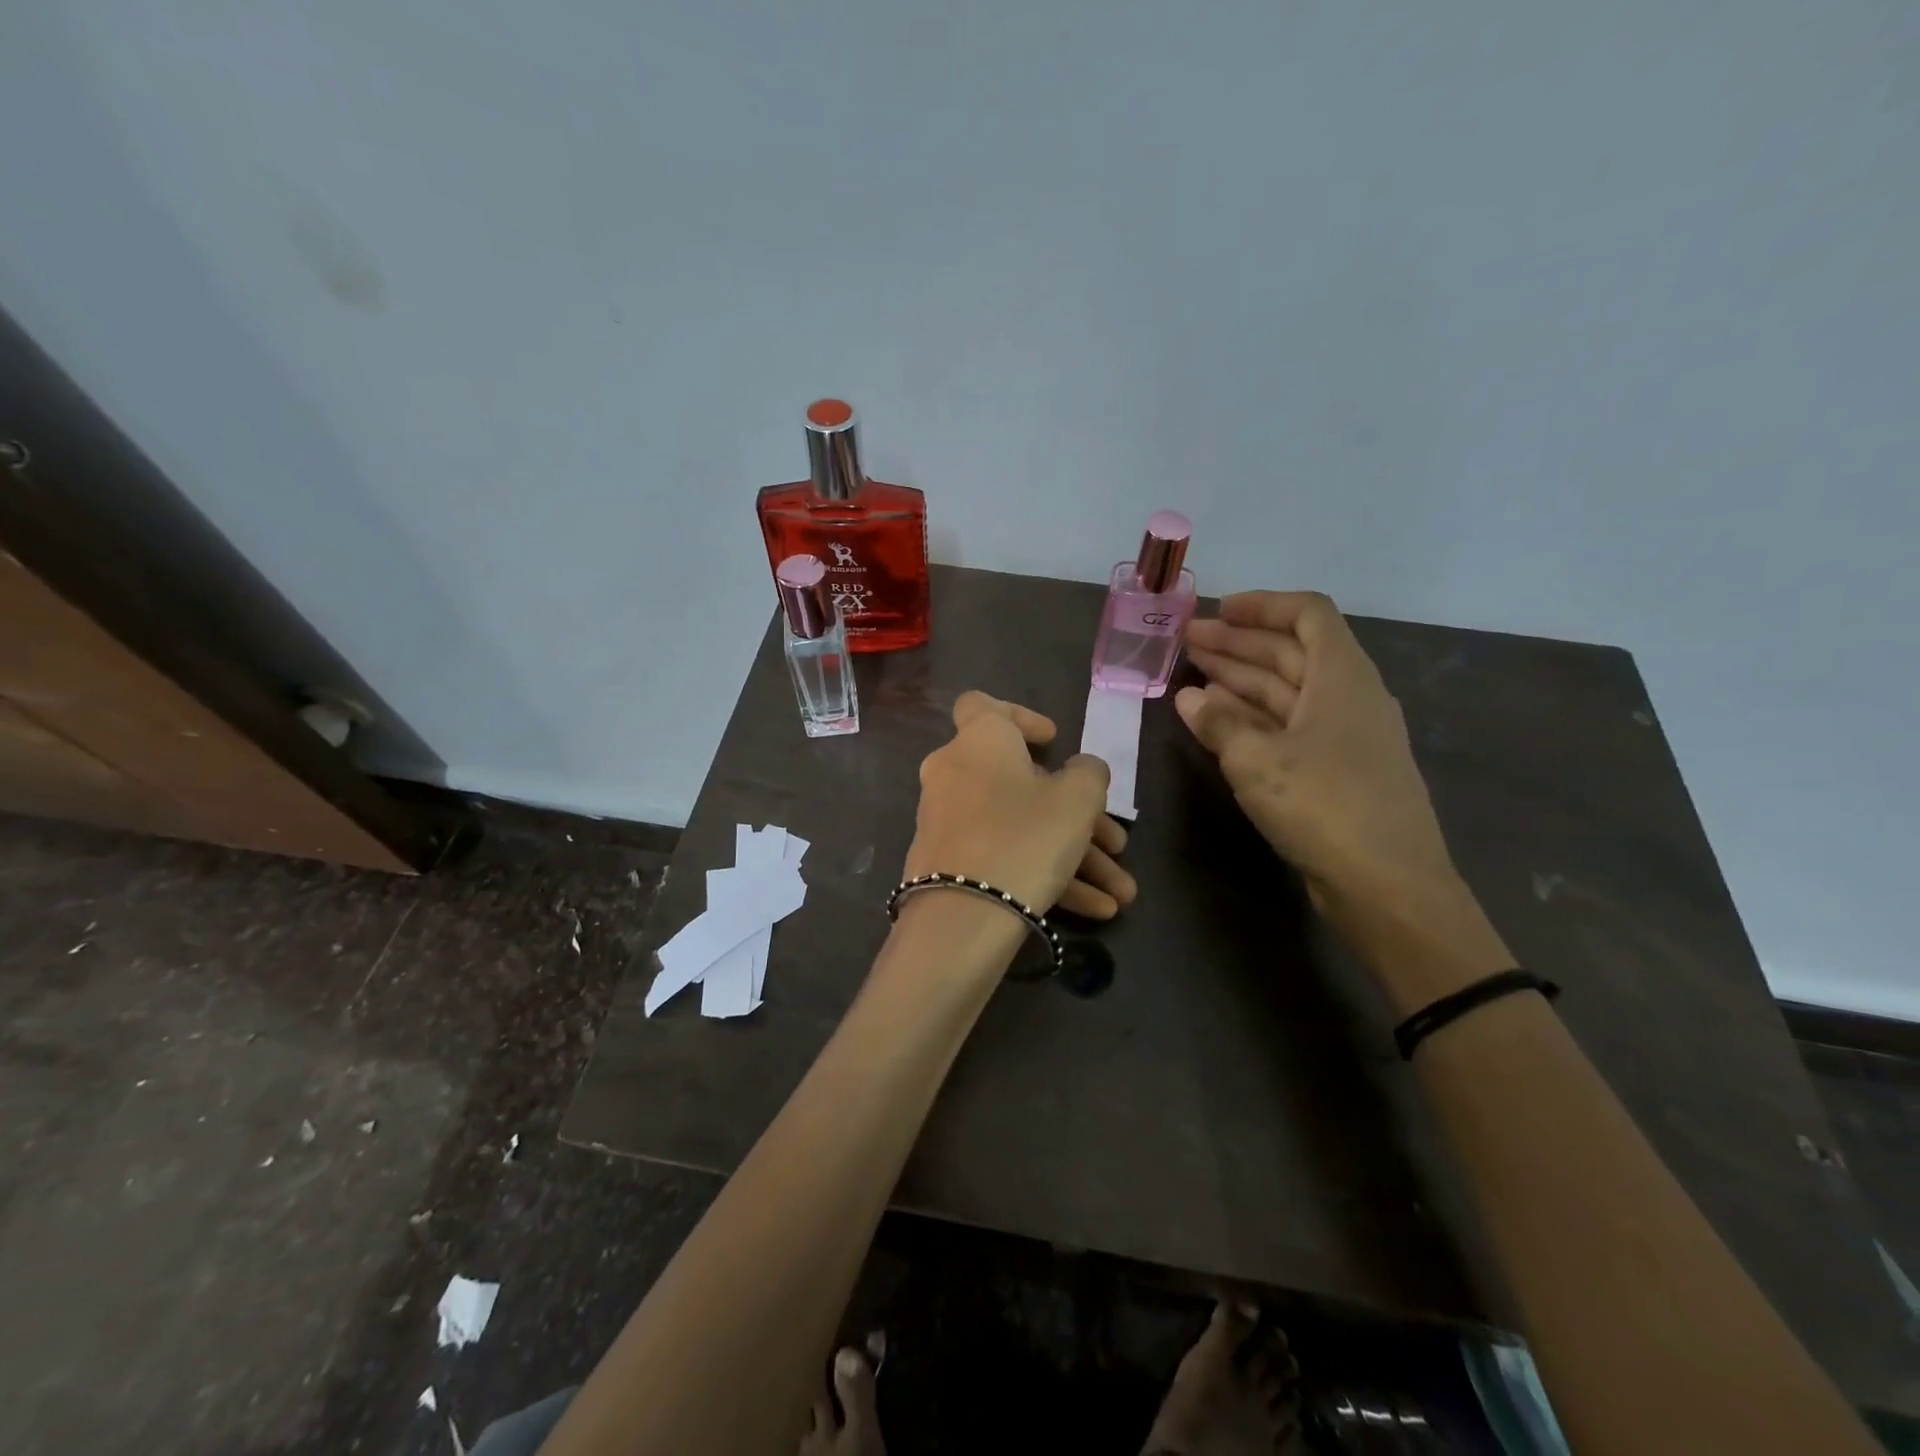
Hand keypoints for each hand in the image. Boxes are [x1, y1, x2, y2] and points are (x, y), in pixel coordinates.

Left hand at [905, 691, 1135, 919]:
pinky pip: (1003, 855)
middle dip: (1079, 816)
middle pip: (1025, 785)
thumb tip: (1080, 769)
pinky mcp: (947, 862)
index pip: (984, 705)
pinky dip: (1044, 874)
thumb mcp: (1077, 800)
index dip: (1021, 716)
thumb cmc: (1024, 837)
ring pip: (1021, 827)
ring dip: (1074, 856)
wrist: (962, 917)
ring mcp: (948, 820)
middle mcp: (955, 773)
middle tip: (1117, 844)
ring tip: (1121, 893)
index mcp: (979, 741)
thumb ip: (1088, 773)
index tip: (1052, 741)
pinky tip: (1095, 910)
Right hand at [1178, 592, 1457, 914]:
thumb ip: (1219, 723)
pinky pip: (1289, 726)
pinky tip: (1218, 722)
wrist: (1388, 886)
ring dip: (1240, 680)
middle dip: (1237, 644)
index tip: (1216, 612)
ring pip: (1287, 691)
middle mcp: (1347, 697)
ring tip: (1191, 676)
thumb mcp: (1257, 760)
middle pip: (1291, 652)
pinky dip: (1252, 718)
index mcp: (1342, 677)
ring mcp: (1344, 736)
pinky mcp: (1336, 771)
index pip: (1307, 615)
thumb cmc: (1324, 806)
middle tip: (1185, 643)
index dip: (1262, 606)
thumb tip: (1189, 698)